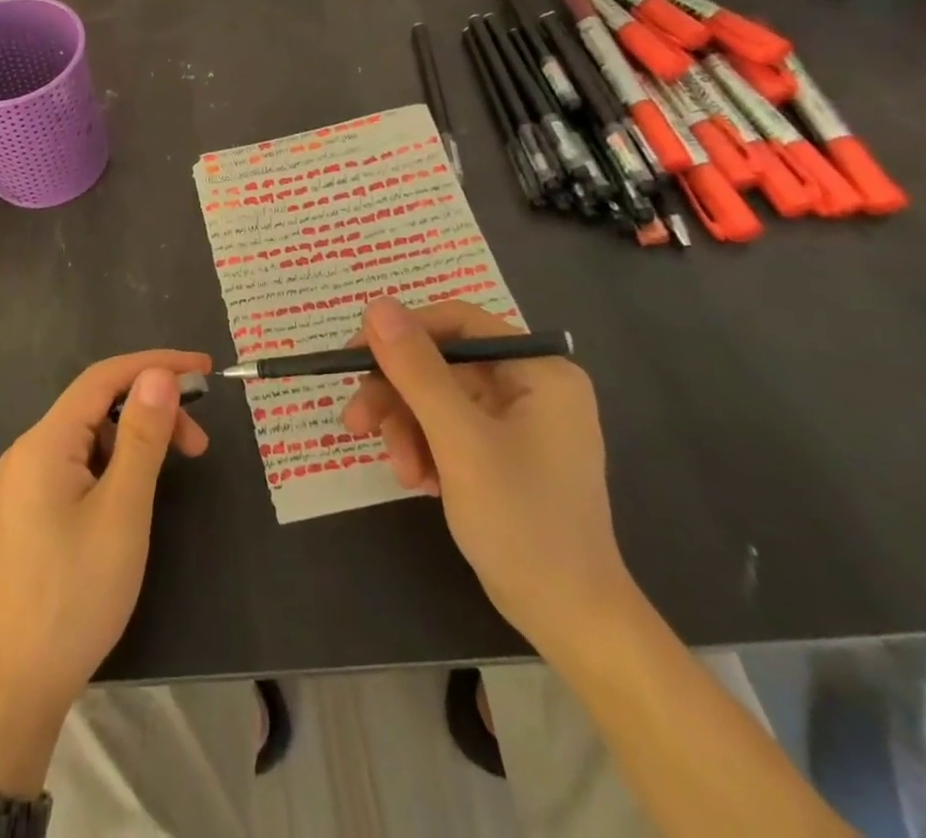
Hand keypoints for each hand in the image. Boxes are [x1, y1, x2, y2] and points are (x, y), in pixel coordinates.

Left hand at [0, 350, 211, 796]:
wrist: (16, 688)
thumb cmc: (75, 594)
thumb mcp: (122, 511)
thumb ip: (142, 437)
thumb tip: (159, 374)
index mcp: (44, 442)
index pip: (103, 378)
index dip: (155, 364)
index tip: (204, 368)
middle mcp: (28, 452)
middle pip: (96, 406)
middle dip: (150, 411)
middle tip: (199, 444)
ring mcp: (24, 484)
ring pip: (89, 438)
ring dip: (135, 440)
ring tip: (175, 470)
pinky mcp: (29, 512)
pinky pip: (77, 466)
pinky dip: (114, 465)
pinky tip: (135, 492)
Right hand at [342, 296, 632, 657]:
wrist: (570, 621)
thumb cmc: (523, 522)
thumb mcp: (460, 440)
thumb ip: (417, 370)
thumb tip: (376, 304)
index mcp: (538, 370)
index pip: (457, 322)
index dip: (402, 333)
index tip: (356, 358)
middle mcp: (530, 385)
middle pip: (441, 363)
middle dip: (397, 394)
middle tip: (355, 421)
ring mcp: (517, 421)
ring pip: (436, 397)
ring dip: (406, 428)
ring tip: (400, 471)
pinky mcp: (502, 453)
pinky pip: (446, 428)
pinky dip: (424, 449)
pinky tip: (419, 482)